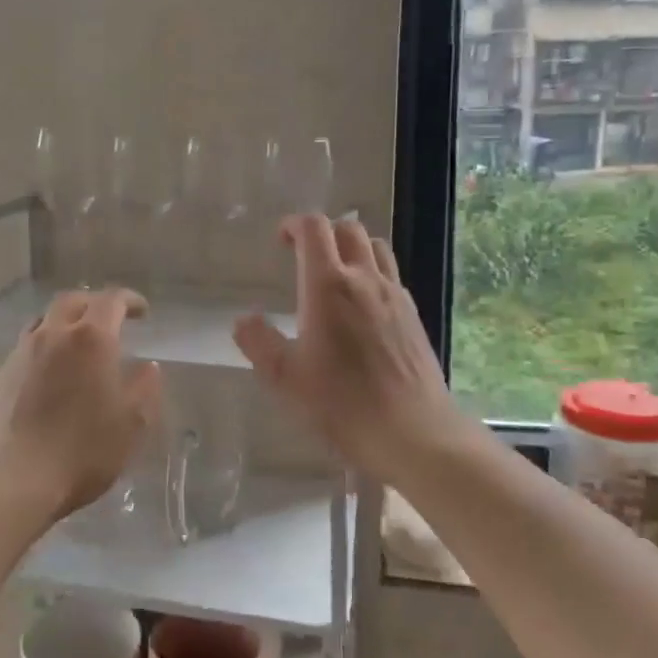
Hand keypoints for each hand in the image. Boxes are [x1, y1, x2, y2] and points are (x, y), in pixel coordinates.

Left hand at [0, 288, 163, 517]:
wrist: (9, 480)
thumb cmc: (81, 450)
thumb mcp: (131, 424)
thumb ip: (144, 389)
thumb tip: (147, 367)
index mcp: (90, 339)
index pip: (111, 300)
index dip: (129, 300)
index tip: (142, 312)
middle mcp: (52, 335)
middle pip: (72, 301)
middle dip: (94, 303)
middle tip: (109, 320)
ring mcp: (20, 354)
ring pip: (44, 321)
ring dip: (64, 323)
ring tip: (77, 344)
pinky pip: (25, 349)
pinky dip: (44, 350)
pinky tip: (49, 376)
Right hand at [233, 216, 470, 476]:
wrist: (414, 432)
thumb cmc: (342, 404)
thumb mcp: (286, 378)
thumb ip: (258, 342)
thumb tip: (244, 319)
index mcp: (328, 285)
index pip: (314, 228)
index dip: (294, 224)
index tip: (281, 239)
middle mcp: (365, 279)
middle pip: (348, 228)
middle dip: (322, 232)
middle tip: (303, 254)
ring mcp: (395, 295)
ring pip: (376, 247)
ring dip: (351, 247)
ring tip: (334, 273)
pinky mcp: (413, 316)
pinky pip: (390, 276)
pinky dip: (372, 273)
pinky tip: (361, 307)